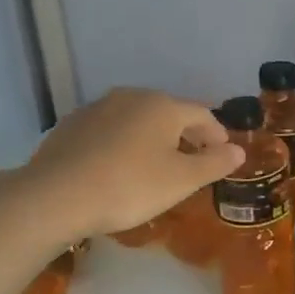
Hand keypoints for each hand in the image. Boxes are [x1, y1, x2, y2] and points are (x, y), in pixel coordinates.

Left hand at [16, 88, 241, 239]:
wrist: (56, 196)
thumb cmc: (130, 186)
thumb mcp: (182, 181)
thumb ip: (214, 163)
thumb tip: (238, 150)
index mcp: (162, 106)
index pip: (202, 114)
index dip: (218, 134)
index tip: (224, 155)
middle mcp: (131, 97)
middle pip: (169, 112)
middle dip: (186, 134)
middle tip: (194, 161)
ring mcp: (97, 108)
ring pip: (138, 119)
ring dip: (154, 138)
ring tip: (158, 165)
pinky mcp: (71, 125)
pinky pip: (111, 130)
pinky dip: (125, 143)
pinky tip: (121, 167)